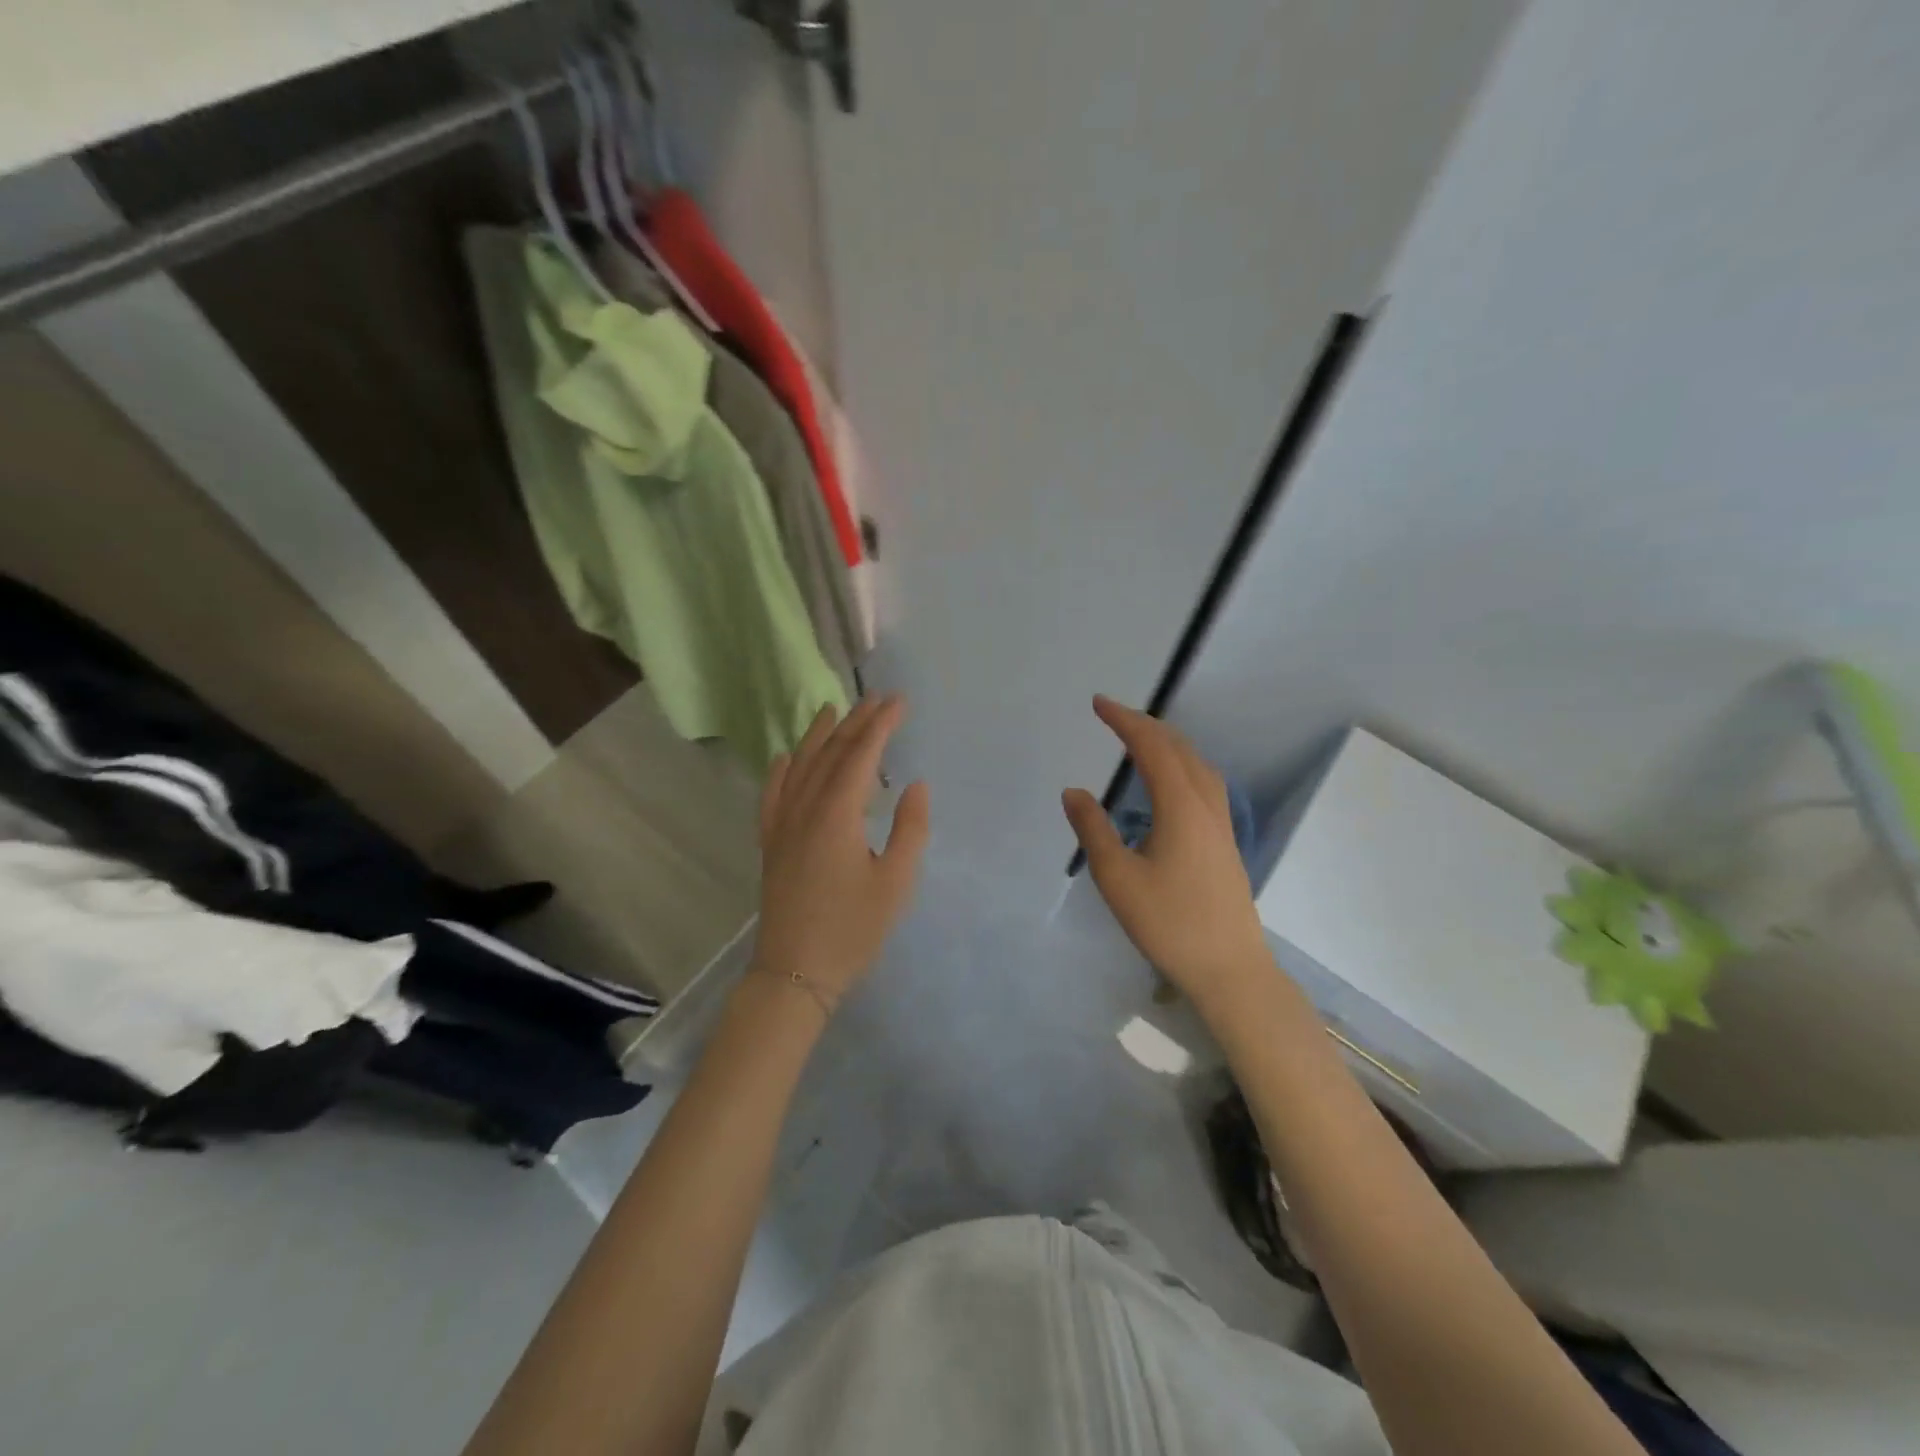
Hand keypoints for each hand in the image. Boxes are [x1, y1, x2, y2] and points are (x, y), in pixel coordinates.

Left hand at [754, 694, 929, 1002]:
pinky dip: (781, 769)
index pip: (861, 755)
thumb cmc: (853, 929)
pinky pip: (773, 794)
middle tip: (877, 698)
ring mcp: (782, 824)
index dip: (881, 725)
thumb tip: (915, 784)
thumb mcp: (896, 882)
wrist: (795, 972)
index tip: (899, 702)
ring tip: (833, 710)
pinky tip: (786, 757)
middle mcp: (805, 808)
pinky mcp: (771, 842)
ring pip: (800, 766)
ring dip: (818, 735)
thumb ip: (910, 829)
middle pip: (830, 753)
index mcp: (838, 814)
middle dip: (855, 722)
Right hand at [1062, 696, 1270, 1005]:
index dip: (1125, 720)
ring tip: (1140, 738)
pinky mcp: (1225, 841)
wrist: (1229, 968)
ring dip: (1168, 742)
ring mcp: (1221, 823)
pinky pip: (1204, 782)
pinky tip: (1171, 781)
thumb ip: (1093, 830)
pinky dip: (1182, 764)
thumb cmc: (1169, 923)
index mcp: (1180, 806)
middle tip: (1113, 714)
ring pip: (1197, 764)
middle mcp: (1206, 805)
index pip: (1151, 747)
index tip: (1098, 704)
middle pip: (1179, 748)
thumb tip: (1074, 791)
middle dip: (1145, 724)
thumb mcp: (1118, 878)